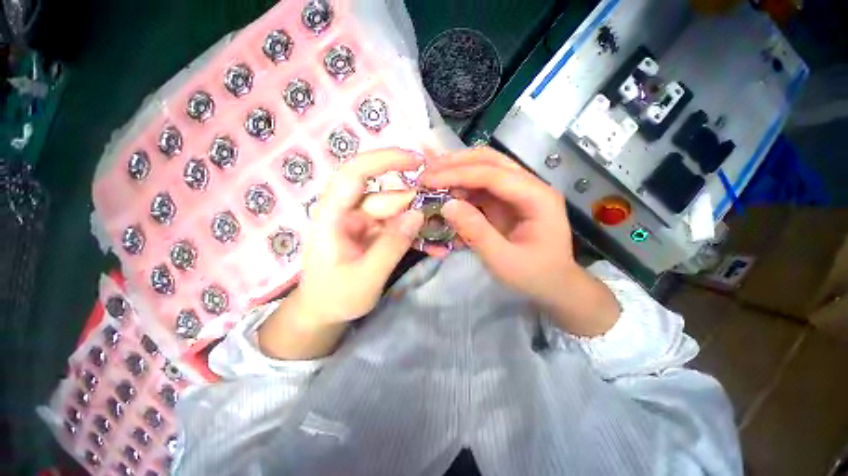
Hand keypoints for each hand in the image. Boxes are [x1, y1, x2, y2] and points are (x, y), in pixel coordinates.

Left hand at [259, 149, 424, 358]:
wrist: (324, 312)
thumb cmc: (335, 296)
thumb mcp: (365, 278)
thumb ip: (390, 246)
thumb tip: (417, 214)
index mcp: (333, 216)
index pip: (354, 174)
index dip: (383, 160)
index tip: (416, 160)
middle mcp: (348, 212)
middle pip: (384, 196)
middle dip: (414, 203)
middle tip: (441, 214)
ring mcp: (363, 223)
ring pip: (396, 211)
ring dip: (419, 221)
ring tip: (443, 234)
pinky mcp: (374, 233)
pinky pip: (398, 227)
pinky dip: (415, 235)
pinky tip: (434, 247)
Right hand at [421, 148, 619, 336]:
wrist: (554, 284)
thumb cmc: (534, 275)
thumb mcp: (503, 260)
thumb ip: (476, 233)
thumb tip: (447, 206)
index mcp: (537, 198)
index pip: (493, 175)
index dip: (458, 174)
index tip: (428, 179)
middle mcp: (530, 186)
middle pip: (491, 161)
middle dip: (456, 163)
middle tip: (427, 171)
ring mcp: (518, 192)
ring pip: (485, 168)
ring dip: (458, 170)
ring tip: (432, 177)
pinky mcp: (507, 201)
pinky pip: (482, 186)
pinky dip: (462, 186)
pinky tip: (446, 191)